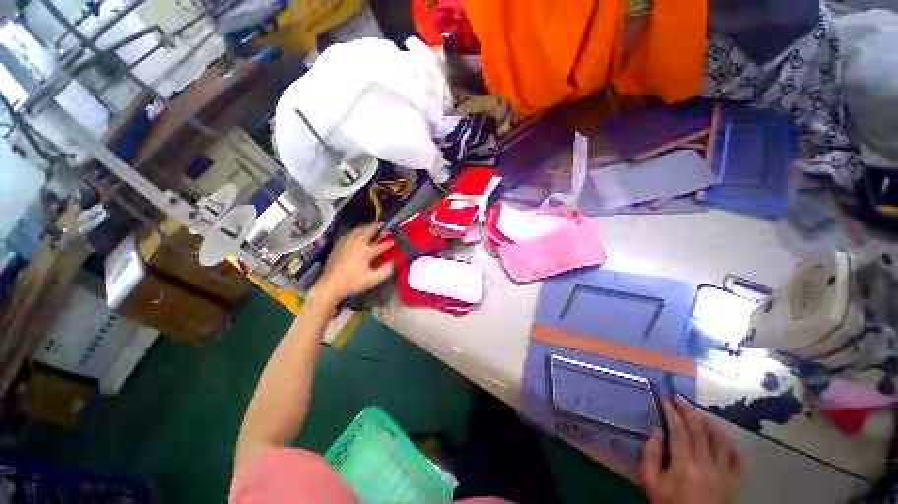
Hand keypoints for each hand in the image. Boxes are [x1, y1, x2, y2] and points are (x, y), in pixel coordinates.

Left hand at [309, 224, 393, 304]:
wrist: (330, 285)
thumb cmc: (352, 283)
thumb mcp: (372, 279)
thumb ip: (386, 270)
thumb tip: (393, 261)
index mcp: (366, 251)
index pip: (381, 245)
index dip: (390, 242)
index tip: (395, 241)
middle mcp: (356, 243)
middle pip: (368, 231)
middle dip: (377, 227)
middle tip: (383, 225)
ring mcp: (346, 243)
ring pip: (357, 230)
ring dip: (366, 227)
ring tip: (371, 227)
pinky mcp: (338, 245)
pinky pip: (349, 234)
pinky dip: (356, 231)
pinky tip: (356, 234)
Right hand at [641, 395, 742, 503]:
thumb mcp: (652, 483)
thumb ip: (650, 455)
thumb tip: (656, 429)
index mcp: (684, 463)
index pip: (678, 428)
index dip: (671, 410)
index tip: (663, 397)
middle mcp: (706, 462)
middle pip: (699, 428)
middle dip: (687, 409)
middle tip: (678, 397)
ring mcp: (724, 470)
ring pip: (720, 438)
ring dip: (708, 421)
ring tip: (697, 413)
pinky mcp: (735, 479)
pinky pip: (736, 455)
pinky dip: (729, 442)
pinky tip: (721, 436)